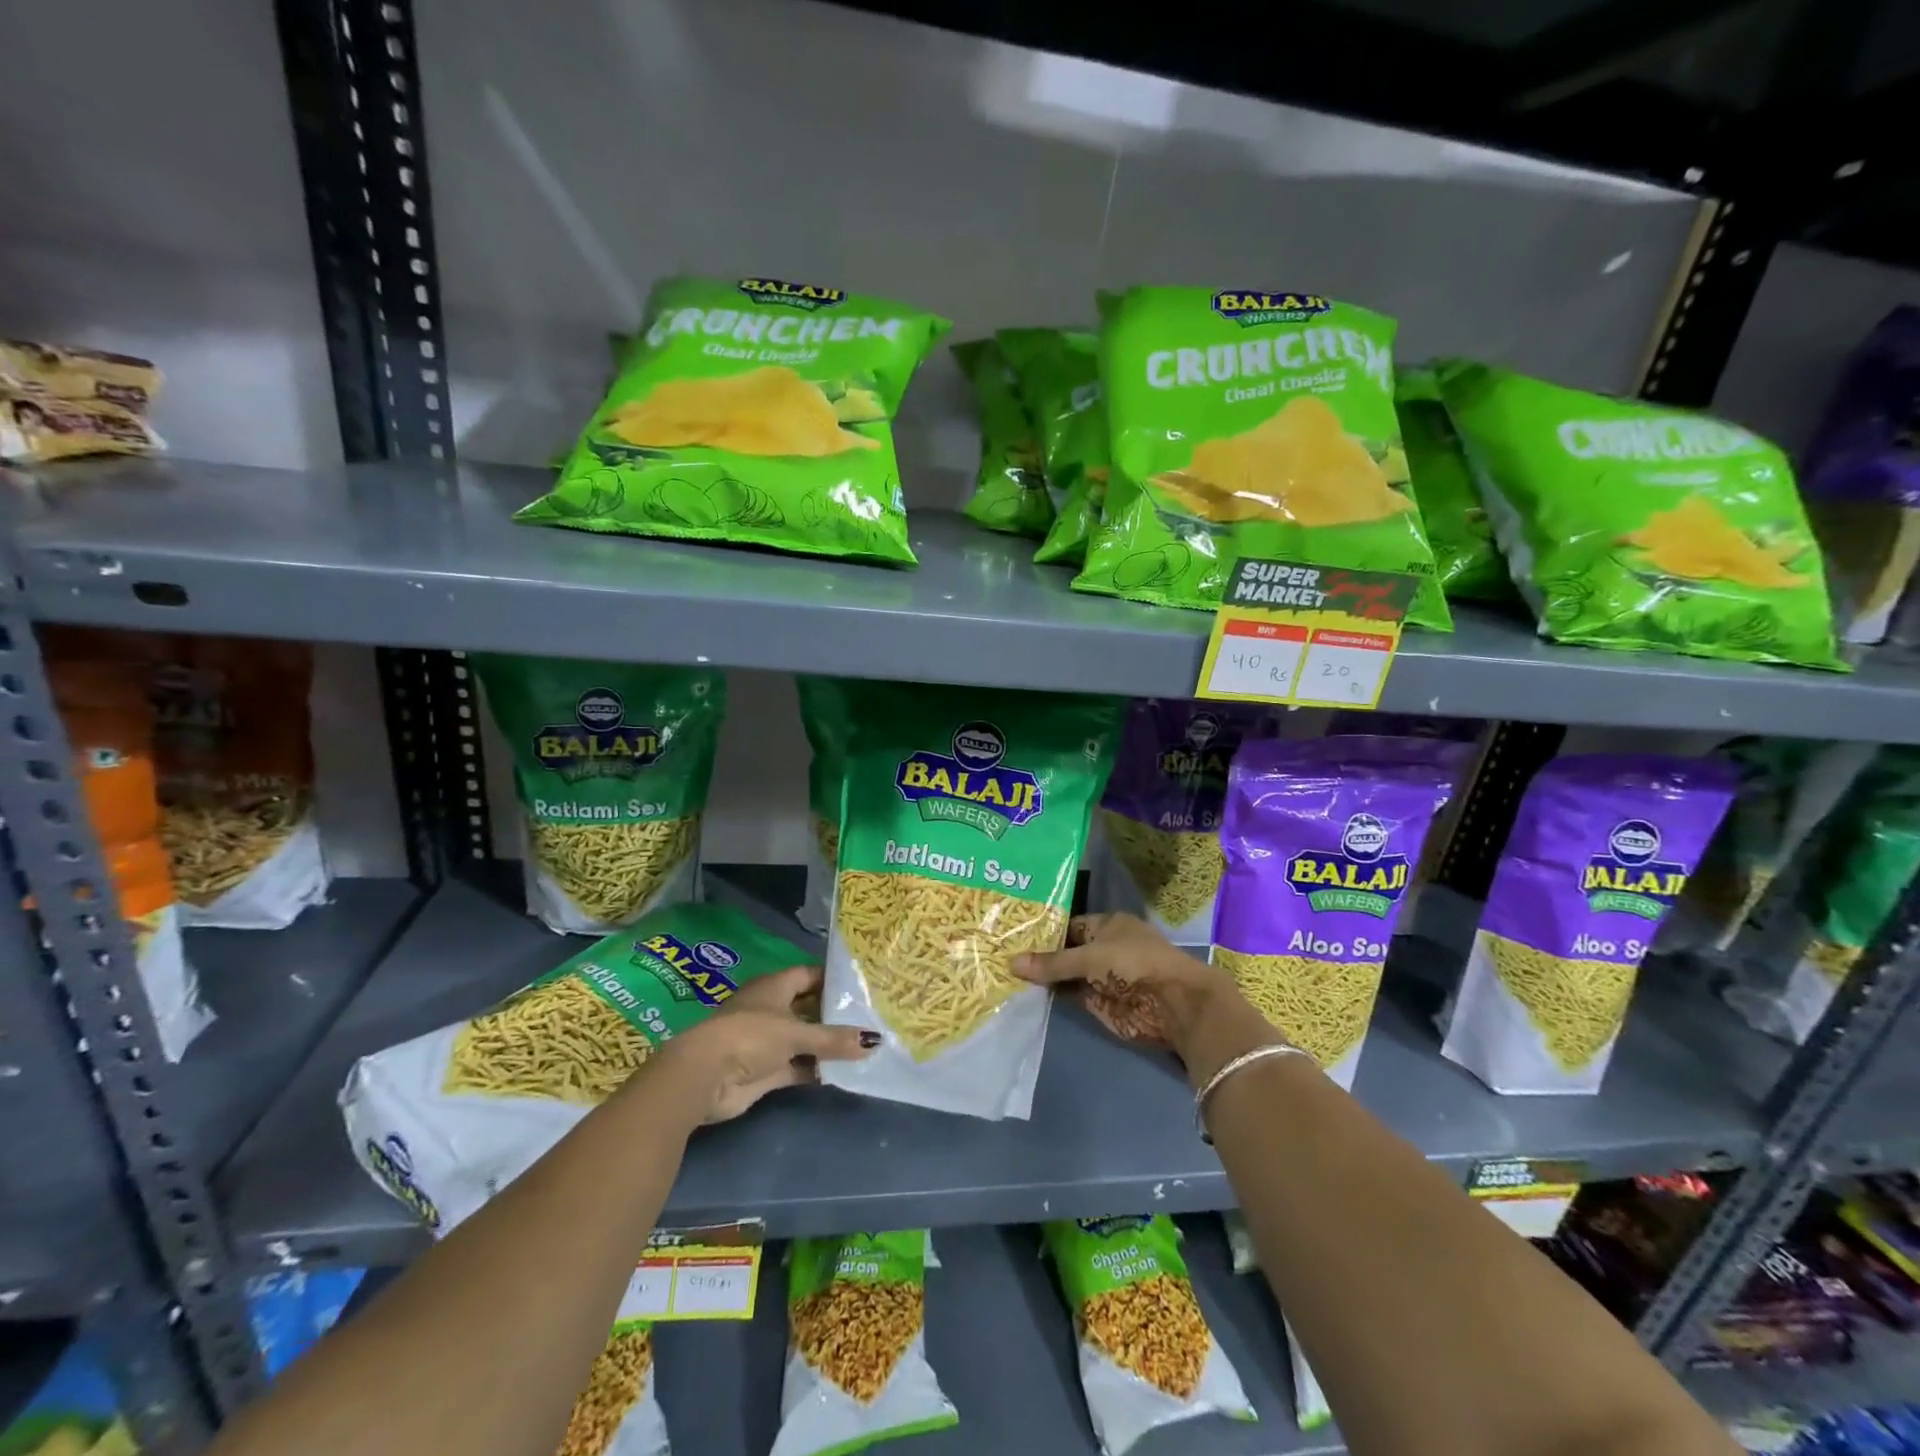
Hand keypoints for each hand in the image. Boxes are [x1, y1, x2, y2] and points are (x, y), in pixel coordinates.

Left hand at [650, 966, 876, 1124]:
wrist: (705, 1078)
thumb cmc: (750, 1036)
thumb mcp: (796, 1033)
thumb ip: (833, 1038)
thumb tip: (874, 1041)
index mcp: (774, 987)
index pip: (809, 975)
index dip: (832, 979)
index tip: (862, 985)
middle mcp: (771, 1010)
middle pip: (808, 1007)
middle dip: (834, 1014)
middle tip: (871, 1017)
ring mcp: (767, 1041)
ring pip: (804, 1039)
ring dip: (827, 1045)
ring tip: (864, 1046)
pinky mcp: (766, 1071)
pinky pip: (799, 1066)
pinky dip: (817, 1069)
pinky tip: (844, 1071)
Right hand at [1013, 913, 1220, 1049]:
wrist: (1173, 1004)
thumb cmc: (1133, 964)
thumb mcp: (1089, 957)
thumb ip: (1052, 963)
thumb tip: (1011, 963)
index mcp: (1107, 925)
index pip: (1068, 925)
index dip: (1043, 931)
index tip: (1012, 935)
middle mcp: (1103, 948)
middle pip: (1065, 951)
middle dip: (1039, 955)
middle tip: (1000, 954)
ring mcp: (1101, 977)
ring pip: (1065, 974)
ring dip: (1043, 977)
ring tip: (1003, 973)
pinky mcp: (1100, 1003)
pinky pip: (1070, 995)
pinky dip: (1052, 995)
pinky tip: (1023, 993)